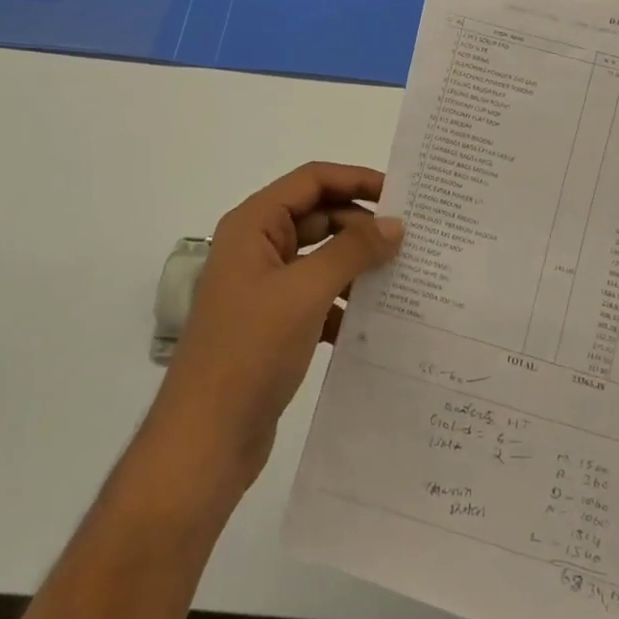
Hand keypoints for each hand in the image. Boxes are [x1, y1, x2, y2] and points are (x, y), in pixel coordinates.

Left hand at [146, 163, 402, 491]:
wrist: (206, 439)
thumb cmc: (251, 350)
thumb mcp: (305, 291)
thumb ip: (352, 251)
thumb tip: (395, 224)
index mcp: (253, 225)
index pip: (311, 180)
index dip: (356, 179)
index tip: (401, 195)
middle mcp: (257, 248)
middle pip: (318, 216)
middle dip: (362, 225)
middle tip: (411, 240)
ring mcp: (264, 287)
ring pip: (321, 259)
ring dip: (357, 265)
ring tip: (404, 277)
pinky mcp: (274, 324)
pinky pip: (318, 297)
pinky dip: (344, 302)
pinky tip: (376, 320)